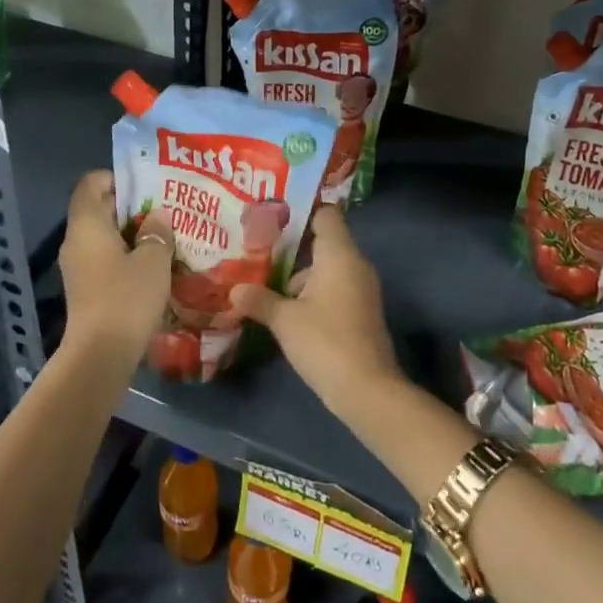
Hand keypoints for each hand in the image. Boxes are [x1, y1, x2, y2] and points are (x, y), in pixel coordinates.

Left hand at [58, 170, 172, 368]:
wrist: (100, 355)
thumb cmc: (126, 297)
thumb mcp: (153, 259)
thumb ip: (157, 232)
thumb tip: (157, 217)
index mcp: (87, 224)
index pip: (91, 183)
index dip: (117, 177)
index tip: (146, 185)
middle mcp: (76, 240)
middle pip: (98, 208)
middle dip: (131, 206)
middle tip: (164, 208)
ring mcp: (78, 267)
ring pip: (104, 236)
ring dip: (131, 233)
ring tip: (164, 236)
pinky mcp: (85, 289)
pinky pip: (104, 259)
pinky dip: (125, 255)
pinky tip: (152, 265)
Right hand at [229, 205, 401, 416]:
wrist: (368, 390)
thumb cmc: (325, 342)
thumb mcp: (285, 320)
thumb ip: (259, 300)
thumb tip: (235, 290)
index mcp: (339, 254)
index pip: (326, 214)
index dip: (301, 212)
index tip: (273, 217)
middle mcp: (355, 264)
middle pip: (323, 241)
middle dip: (291, 246)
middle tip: (258, 248)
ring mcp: (361, 288)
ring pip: (327, 267)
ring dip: (299, 274)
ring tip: (264, 280)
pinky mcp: (361, 311)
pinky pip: (334, 287)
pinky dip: (312, 291)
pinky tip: (286, 308)